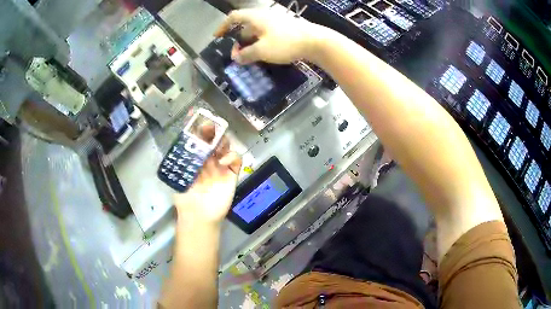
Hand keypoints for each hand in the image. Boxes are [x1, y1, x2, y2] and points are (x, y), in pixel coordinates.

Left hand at [174, 125, 241, 225]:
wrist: (199, 215)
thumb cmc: (185, 198)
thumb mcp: (177, 178)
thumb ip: (177, 163)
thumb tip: (174, 146)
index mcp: (195, 160)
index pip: (198, 140)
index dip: (198, 129)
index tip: (196, 120)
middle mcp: (208, 160)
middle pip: (213, 140)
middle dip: (212, 131)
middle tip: (208, 128)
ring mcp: (221, 167)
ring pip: (226, 147)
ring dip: (223, 142)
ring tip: (216, 145)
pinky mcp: (231, 174)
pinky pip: (236, 160)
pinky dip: (232, 156)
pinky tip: (222, 161)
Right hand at [214, 8, 325, 64]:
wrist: (315, 41)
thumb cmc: (285, 43)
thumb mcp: (262, 50)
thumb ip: (246, 54)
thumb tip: (236, 58)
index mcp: (255, 17)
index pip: (234, 17)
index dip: (223, 26)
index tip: (217, 37)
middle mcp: (264, 17)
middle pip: (245, 27)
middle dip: (238, 41)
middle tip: (237, 56)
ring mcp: (276, 22)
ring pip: (256, 32)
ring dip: (250, 44)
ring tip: (250, 58)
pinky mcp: (285, 29)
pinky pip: (267, 35)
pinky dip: (261, 43)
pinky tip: (264, 55)